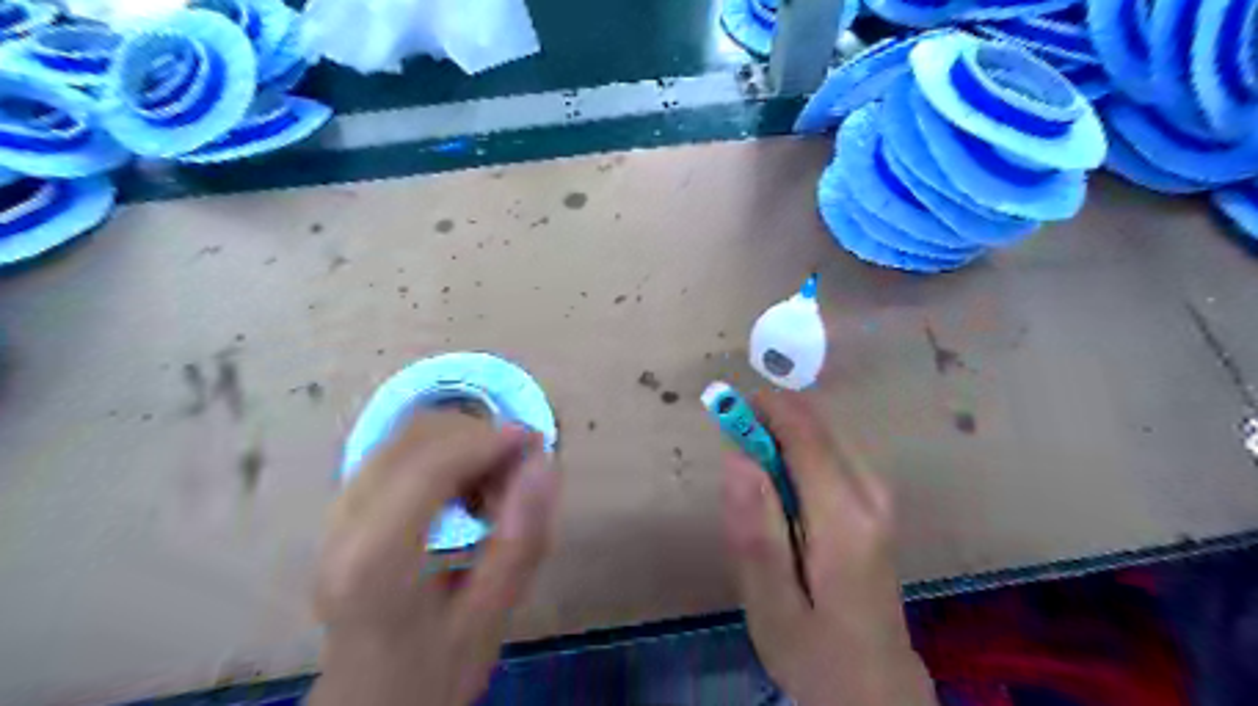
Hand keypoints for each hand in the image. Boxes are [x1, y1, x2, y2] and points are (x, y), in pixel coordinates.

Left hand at [308, 415, 560, 704]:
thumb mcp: (489, 617)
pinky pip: (399, 452)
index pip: (429, 467)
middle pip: (414, 438)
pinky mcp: (344, 508)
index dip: (487, 442)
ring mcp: (337, 512)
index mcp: (375, 559)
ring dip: (462, 444)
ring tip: (497, 485)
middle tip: (522, 470)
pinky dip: (444, 453)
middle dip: (478, 437)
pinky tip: (467, 489)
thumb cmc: (432, 670)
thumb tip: (545, 464)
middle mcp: (343, 524)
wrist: (368, 705)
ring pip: (405, 437)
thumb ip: (521, 541)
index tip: (537, 443)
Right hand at [724, 391, 938, 704]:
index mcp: (845, 518)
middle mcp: (871, 493)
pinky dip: (798, 453)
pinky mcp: (877, 499)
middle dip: (769, 422)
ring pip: (824, 432)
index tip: (724, 407)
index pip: (804, 434)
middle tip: (731, 451)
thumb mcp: (770, 605)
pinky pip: (831, 450)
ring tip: (753, 481)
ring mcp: (880, 494)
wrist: (874, 685)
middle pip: (816, 425)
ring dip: (781, 438)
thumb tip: (737, 457)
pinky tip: (781, 491)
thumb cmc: (814, 651)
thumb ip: (755, 531)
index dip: (762, 410)